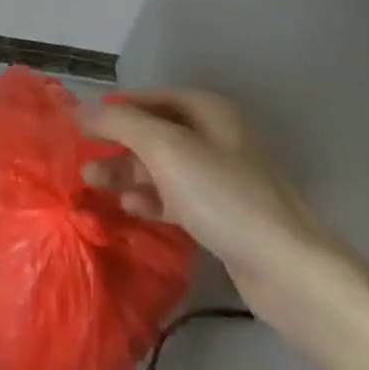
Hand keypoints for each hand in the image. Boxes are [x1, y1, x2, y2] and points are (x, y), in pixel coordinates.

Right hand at [78, 88, 363, 346]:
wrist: (289, 271)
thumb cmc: (224, 197)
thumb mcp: (165, 149)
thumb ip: (119, 123)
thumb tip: (79, 109)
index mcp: (209, 112)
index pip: (150, 98)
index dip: (115, 109)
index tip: (80, 125)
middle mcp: (216, 138)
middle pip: (154, 133)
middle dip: (117, 145)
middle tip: (83, 161)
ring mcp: (221, 179)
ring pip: (162, 167)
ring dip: (128, 174)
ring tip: (95, 185)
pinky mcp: (222, 215)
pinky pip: (175, 197)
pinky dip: (150, 199)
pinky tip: (130, 209)